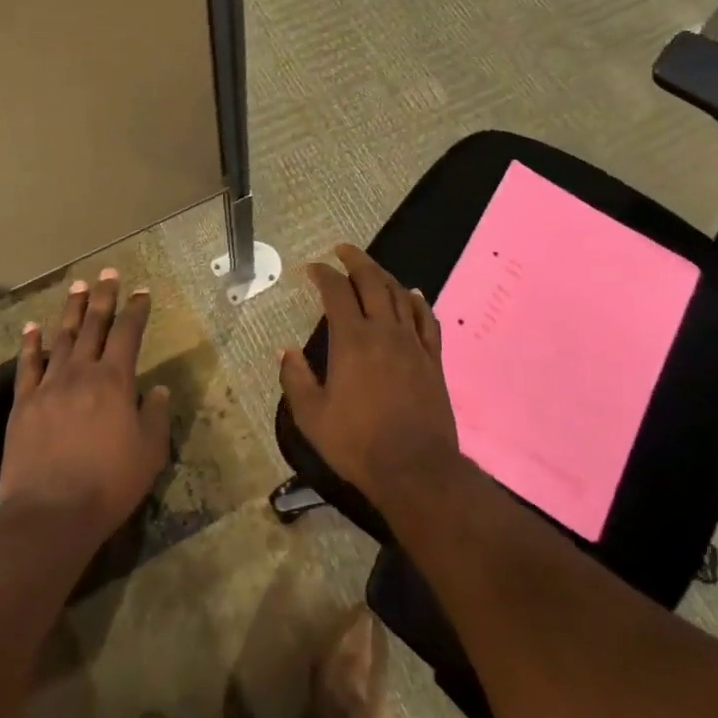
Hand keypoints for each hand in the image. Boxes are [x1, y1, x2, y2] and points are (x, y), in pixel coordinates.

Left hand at [0, 269, 171, 543]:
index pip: (129, 334)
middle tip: (107, 273)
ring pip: (62, 338)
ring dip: (71, 310)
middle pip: (94, 326)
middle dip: (103, 297)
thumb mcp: (149, 452)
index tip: (142, 292)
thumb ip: (156, 416)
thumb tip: (160, 389)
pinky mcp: (23, 404)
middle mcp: (82, 373)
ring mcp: (49, 386)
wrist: (50, 513)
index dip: (137, 310)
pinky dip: (31, 344)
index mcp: (115, 381)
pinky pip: (27, 366)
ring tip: (77, 287)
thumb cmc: (108, 484)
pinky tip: (32, 328)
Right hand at [279, 245, 460, 512]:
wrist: (414, 467)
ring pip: (400, 295)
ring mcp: (412, 343)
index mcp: (352, 340)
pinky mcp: (433, 359)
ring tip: (372, 268)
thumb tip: (284, 351)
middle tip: (342, 250)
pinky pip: (427, 319)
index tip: (312, 267)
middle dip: (356, 261)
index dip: (323, 275)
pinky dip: (418, 301)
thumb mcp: (312, 416)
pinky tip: (413, 294)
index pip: (336, 293)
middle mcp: (384, 331)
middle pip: (372, 282)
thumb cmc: (357, 443)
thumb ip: (296, 379)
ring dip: (384, 276)